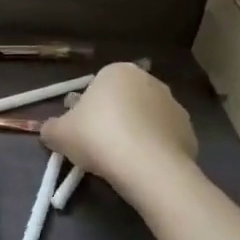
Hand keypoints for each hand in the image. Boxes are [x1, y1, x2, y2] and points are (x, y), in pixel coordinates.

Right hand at [40, 63, 197, 195]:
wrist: (147, 166)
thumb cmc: (97, 137)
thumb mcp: (58, 134)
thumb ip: (50, 128)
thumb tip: (50, 130)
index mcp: (117, 72)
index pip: (96, 87)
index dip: (84, 109)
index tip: (79, 131)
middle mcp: (149, 80)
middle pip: (123, 100)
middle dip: (111, 118)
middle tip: (96, 146)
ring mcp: (173, 105)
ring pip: (144, 119)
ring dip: (133, 133)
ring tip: (120, 160)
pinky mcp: (189, 130)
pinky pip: (163, 138)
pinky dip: (153, 149)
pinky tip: (141, 167)